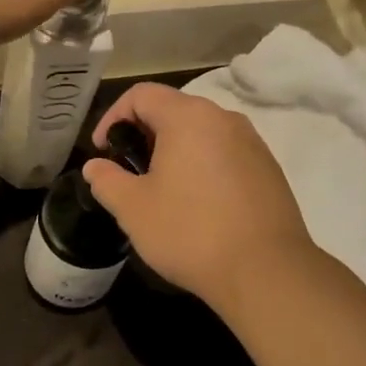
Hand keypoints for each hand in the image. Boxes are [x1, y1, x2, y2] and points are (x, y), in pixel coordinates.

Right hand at [84, 84, 316, 307]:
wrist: (266, 271)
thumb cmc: (190, 232)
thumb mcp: (133, 209)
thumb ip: (107, 180)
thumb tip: (95, 167)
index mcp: (188, 117)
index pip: (141, 95)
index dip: (113, 117)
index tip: (103, 151)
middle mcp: (224, 118)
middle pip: (174, 109)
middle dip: (144, 135)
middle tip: (129, 171)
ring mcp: (253, 143)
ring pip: (202, 133)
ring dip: (175, 151)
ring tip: (162, 189)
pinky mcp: (269, 169)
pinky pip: (225, 154)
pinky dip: (203, 166)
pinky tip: (198, 204)